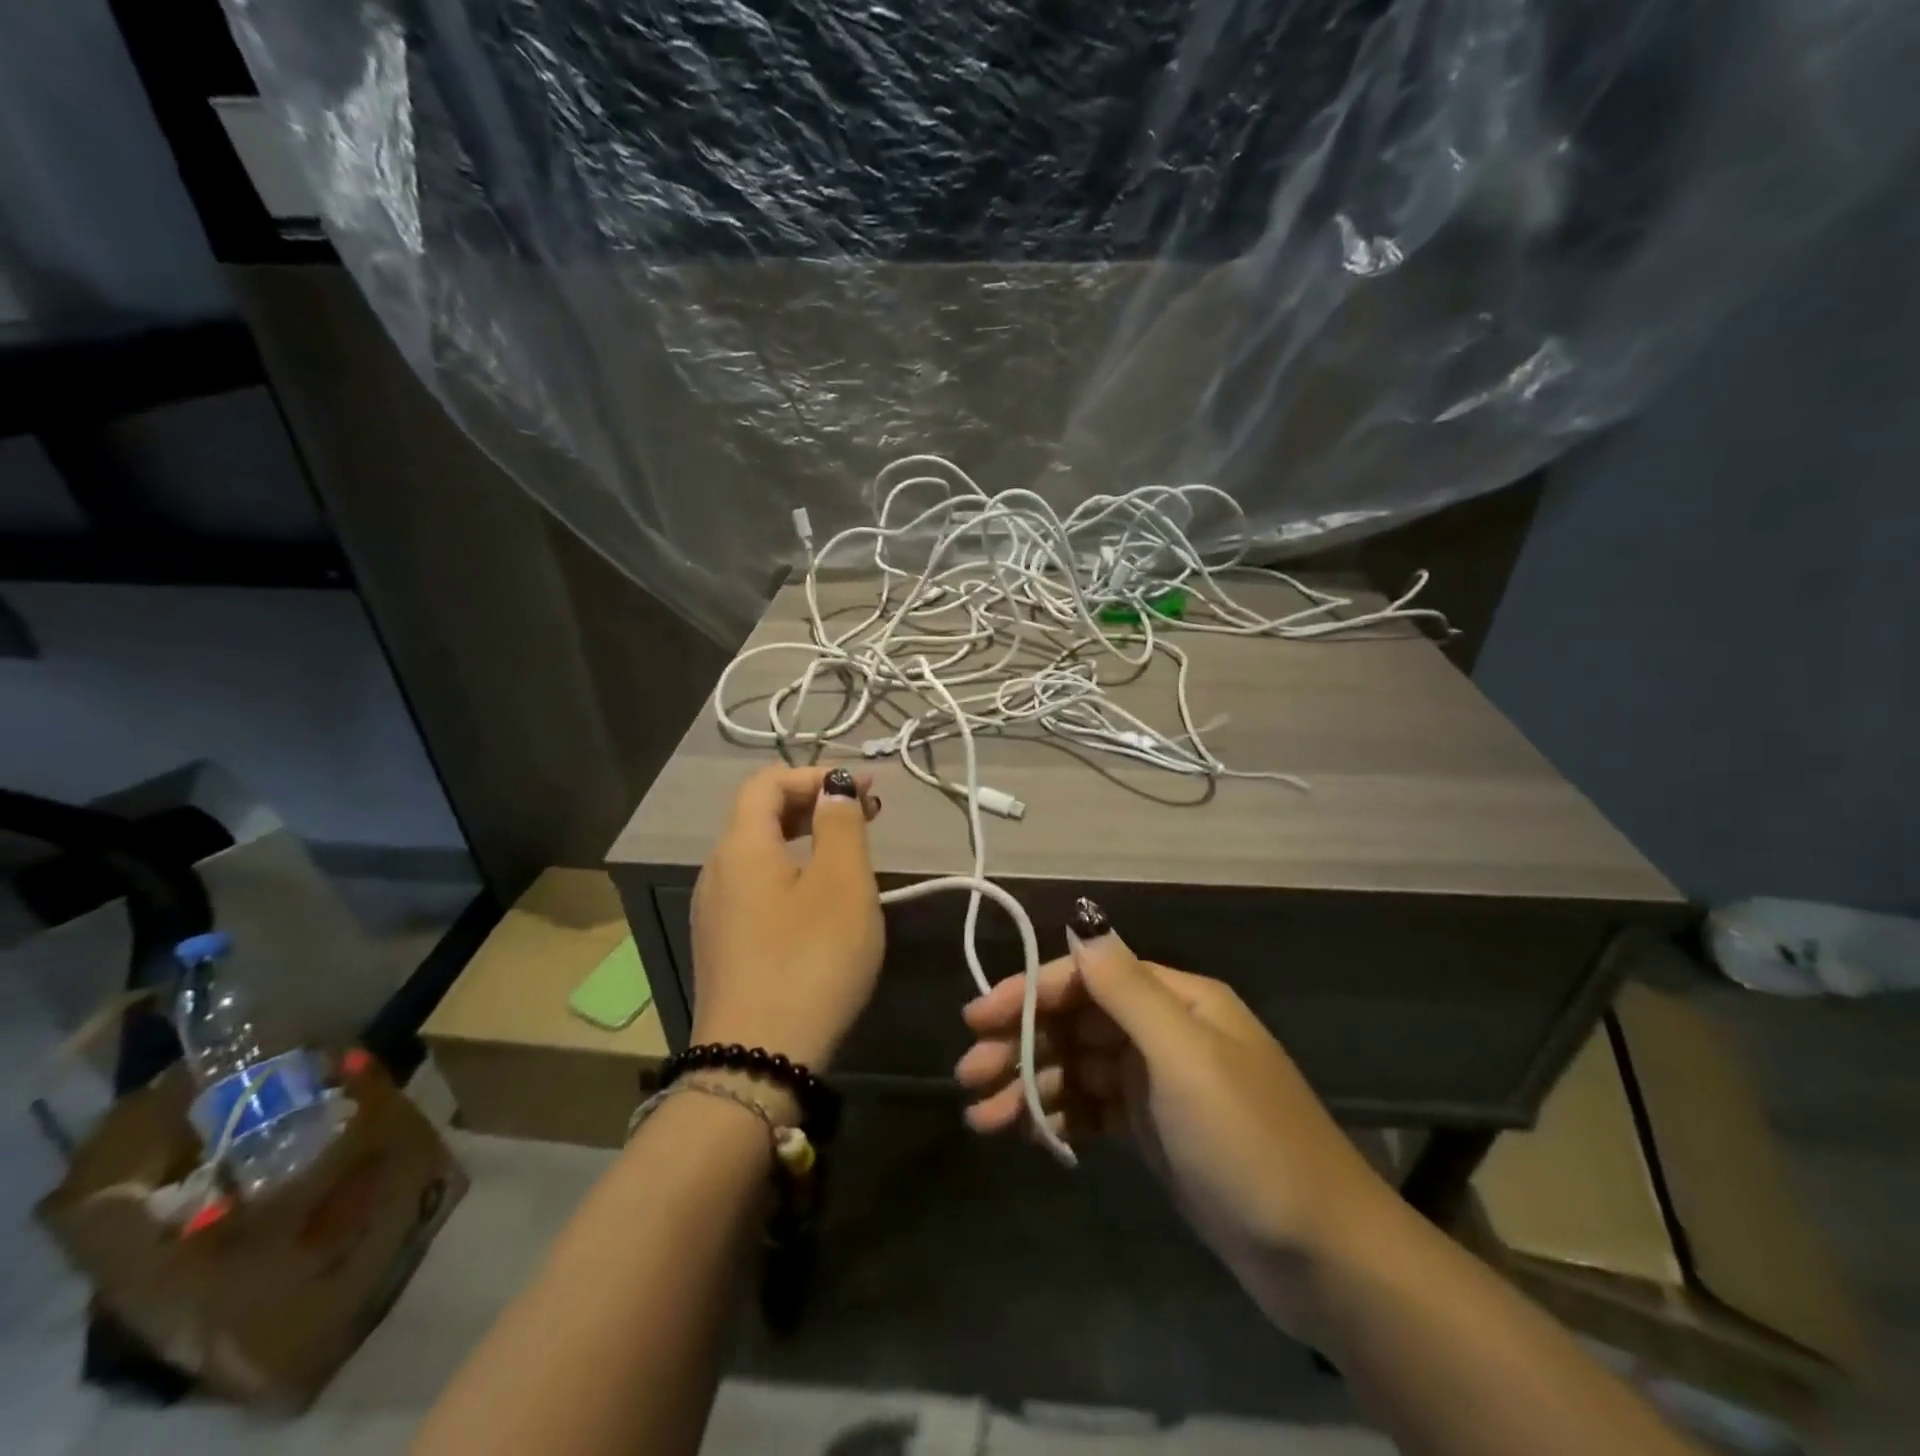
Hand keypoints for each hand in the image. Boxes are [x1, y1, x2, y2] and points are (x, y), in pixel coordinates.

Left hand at [690, 765, 883, 1070]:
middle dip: (815, 805)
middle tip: (867, 815)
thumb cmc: (811, 960)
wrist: (757, 1063)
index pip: (768, 782)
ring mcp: (716, 913)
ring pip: (761, 854)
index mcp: (741, 847)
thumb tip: (832, 787)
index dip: (815, 774)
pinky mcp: (724, 947)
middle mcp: (718, 871)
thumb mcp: (842, 883)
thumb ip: (840, 824)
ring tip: (851, 855)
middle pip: (761, 815)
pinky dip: (793, 875)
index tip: (864, 788)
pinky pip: (759, 889)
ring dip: (806, 840)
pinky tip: (823, 903)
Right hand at [956, 898, 1398, 1339]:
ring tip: (985, 1119)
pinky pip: (1093, 1109)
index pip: (1087, 978)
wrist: (1321, 1257)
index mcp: (1176, 1000)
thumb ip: (1128, 989)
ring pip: (1078, 1068)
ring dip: (1031, 1085)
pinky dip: (1060, 1116)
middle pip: (1076, 1022)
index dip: (1030, 992)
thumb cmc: (1248, 1143)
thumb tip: (1081, 923)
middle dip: (1021, 1043)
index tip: (978, 1019)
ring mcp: (1158, 1082)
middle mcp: (1164, 1030)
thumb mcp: (1185, 1058)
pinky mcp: (1154, 1130)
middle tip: (969, 1075)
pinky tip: (1030, 1135)